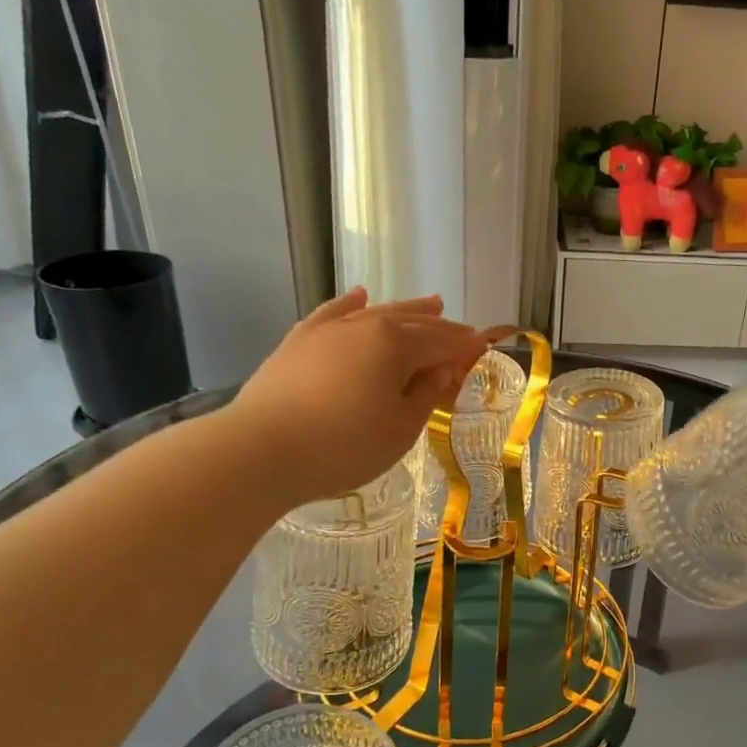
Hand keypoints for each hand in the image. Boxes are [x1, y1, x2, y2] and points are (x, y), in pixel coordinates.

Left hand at [227, 289, 486, 507]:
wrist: (261, 451)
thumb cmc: (344, 445)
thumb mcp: (401, 428)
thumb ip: (427, 393)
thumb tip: (443, 368)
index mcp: (395, 343)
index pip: (442, 341)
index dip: (466, 346)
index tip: (484, 348)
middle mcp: (364, 324)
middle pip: (412, 322)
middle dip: (442, 327)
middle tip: (464, 332)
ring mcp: (328, 330)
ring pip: (376, 312)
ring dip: (407, 309)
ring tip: (431, 303)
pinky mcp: (299, 341)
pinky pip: (332, 313)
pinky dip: (351, 304)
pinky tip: (360, 296)